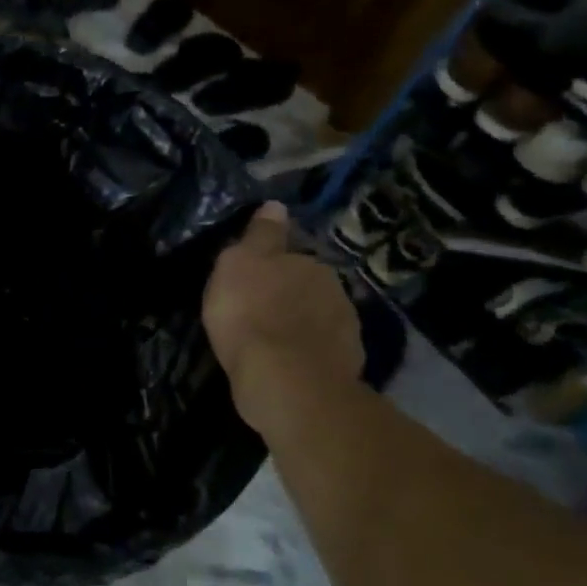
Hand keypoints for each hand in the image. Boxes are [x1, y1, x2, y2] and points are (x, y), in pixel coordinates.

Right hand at [203, 202, 362, 428]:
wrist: (285, 380)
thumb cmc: (250, 314)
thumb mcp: (239, 264)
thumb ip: (260, 235)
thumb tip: (275, 205)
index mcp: (308, 262)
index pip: (290, 254)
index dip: (269, 265)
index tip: (250, 279)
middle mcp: (334, 289)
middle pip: (306, 285)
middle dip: (287, 294)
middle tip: (258, 310)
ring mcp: (345, 328)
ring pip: (317, 318)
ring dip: (299, 324)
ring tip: (272, 340)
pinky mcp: (347, 364)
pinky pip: (322, 350)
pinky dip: (307, 352)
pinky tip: (288, 363)